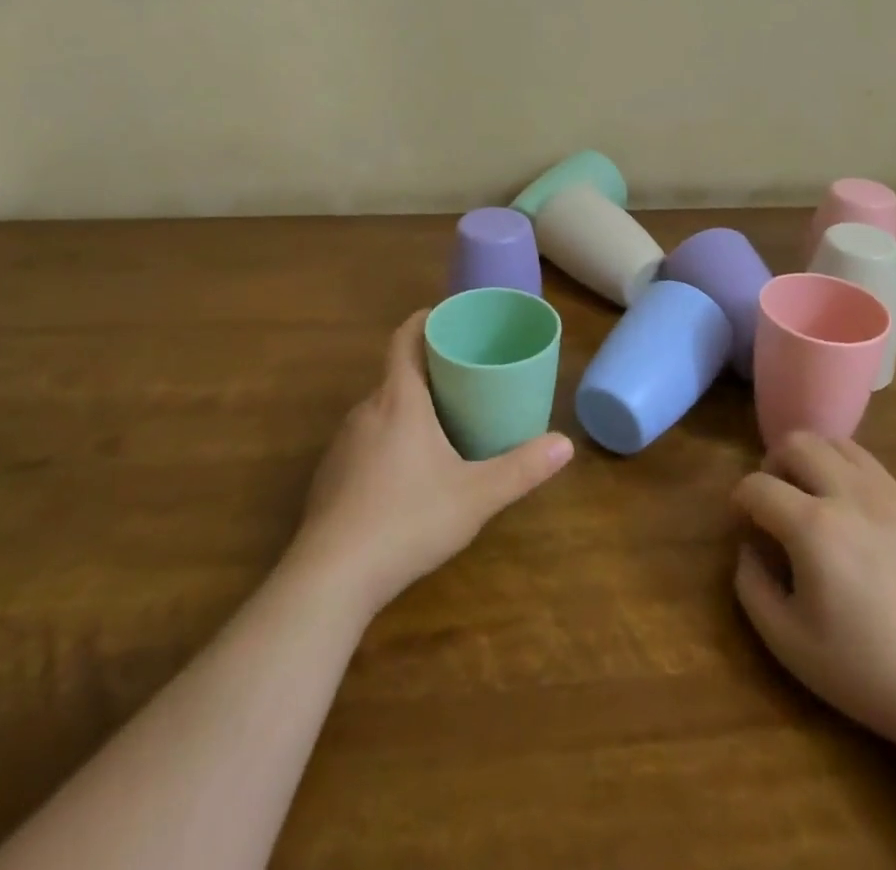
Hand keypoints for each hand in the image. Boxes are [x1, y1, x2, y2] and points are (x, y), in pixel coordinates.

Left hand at [289, 310, 573, 616]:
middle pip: (396, 373)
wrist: (331, 577)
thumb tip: (565, 444)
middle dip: (428, 370)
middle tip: (464, 379)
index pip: (405, 338)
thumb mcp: (476, 496)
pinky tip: (405, 474)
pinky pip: (364, 439)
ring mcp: (343, 443)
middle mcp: (366, 410)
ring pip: (380, 409)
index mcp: (399, 400)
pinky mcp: (330, 475)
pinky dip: (387, 439)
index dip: (425, 320)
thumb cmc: (408, 520)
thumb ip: (521, 469)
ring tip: (440, 423)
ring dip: (407, 407)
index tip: (449, 318)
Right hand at [732, 433, 895, 757]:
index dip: (739, 501)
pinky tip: (855, 518)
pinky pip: (874, 470)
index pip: (757, 486)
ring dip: (814, 460)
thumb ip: (752, 587)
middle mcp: (850, 495)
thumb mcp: (789, 643)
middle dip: (773, 463)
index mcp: (814, 526)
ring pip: (839, 444)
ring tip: (813, 496)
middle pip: (798, 442)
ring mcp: (892, 498)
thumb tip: (749, 550)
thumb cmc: (868, 672)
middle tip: (775, 500)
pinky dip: (849, 477)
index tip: (742, 525)